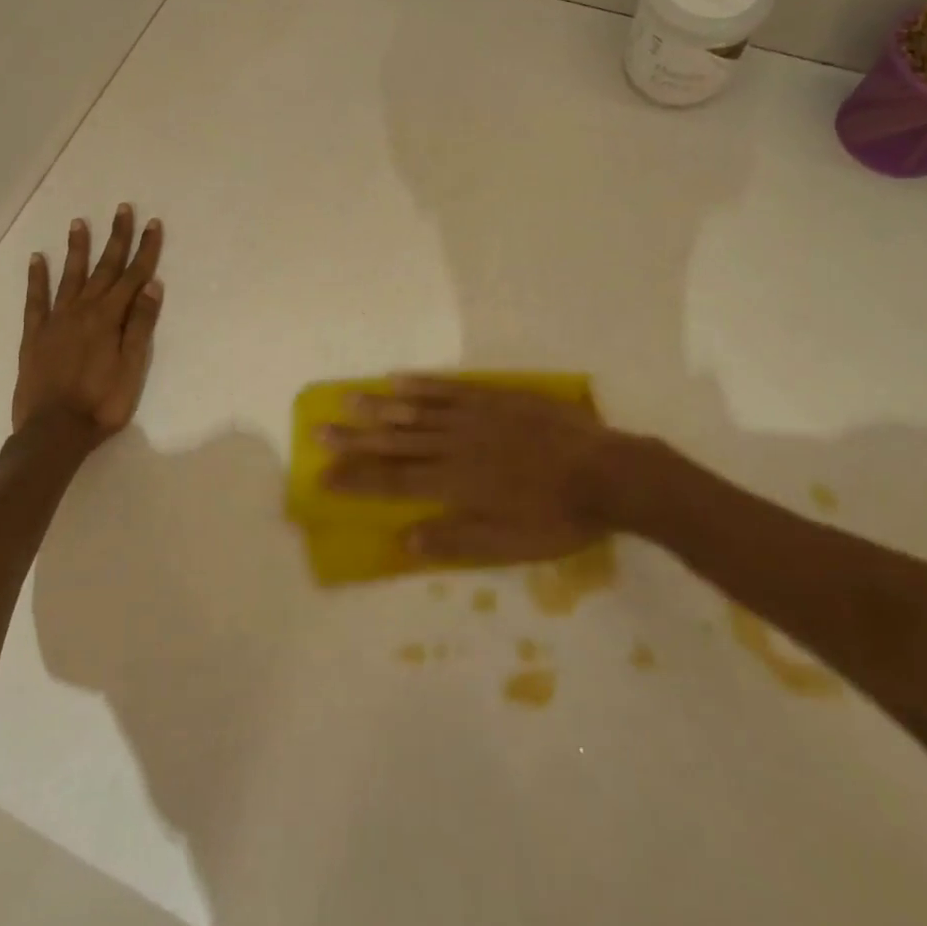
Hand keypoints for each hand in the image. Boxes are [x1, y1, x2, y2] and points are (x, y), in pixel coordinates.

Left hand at [12, 204, 163, 440]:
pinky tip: (37, 259)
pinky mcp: (34, 335)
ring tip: (79, 222)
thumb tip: (151, 285)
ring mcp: (56, 320)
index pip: (133, 276)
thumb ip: (140, 325)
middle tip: (122, 209)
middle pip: (105, 268)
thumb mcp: (133, 367)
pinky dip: (36, 278)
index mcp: (110, 318)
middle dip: (116, 237)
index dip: (145, 249)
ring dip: (78, 249)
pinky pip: (35, 299)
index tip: (152, 224)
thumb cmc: (102, 403)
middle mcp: (83, 310)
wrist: (54, 431)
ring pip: (70, 276)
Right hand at [322, 377, 627, 561]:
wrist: (607, 473)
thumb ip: (455, 540)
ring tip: (347, 400)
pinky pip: (450, 389)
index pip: (393, 480)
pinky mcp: (494, 399)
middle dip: (355, 439)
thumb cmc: (557, 517)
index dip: (356, 478)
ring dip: (379, 407)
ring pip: (416, 411)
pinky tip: (399, 380)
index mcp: (455, 484)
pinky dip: (422, 385)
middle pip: (395, 442)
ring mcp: (474, 417)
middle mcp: (455, 446)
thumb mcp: (509, 545)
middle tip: (319, 431)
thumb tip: (404, 539)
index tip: (322, 475)